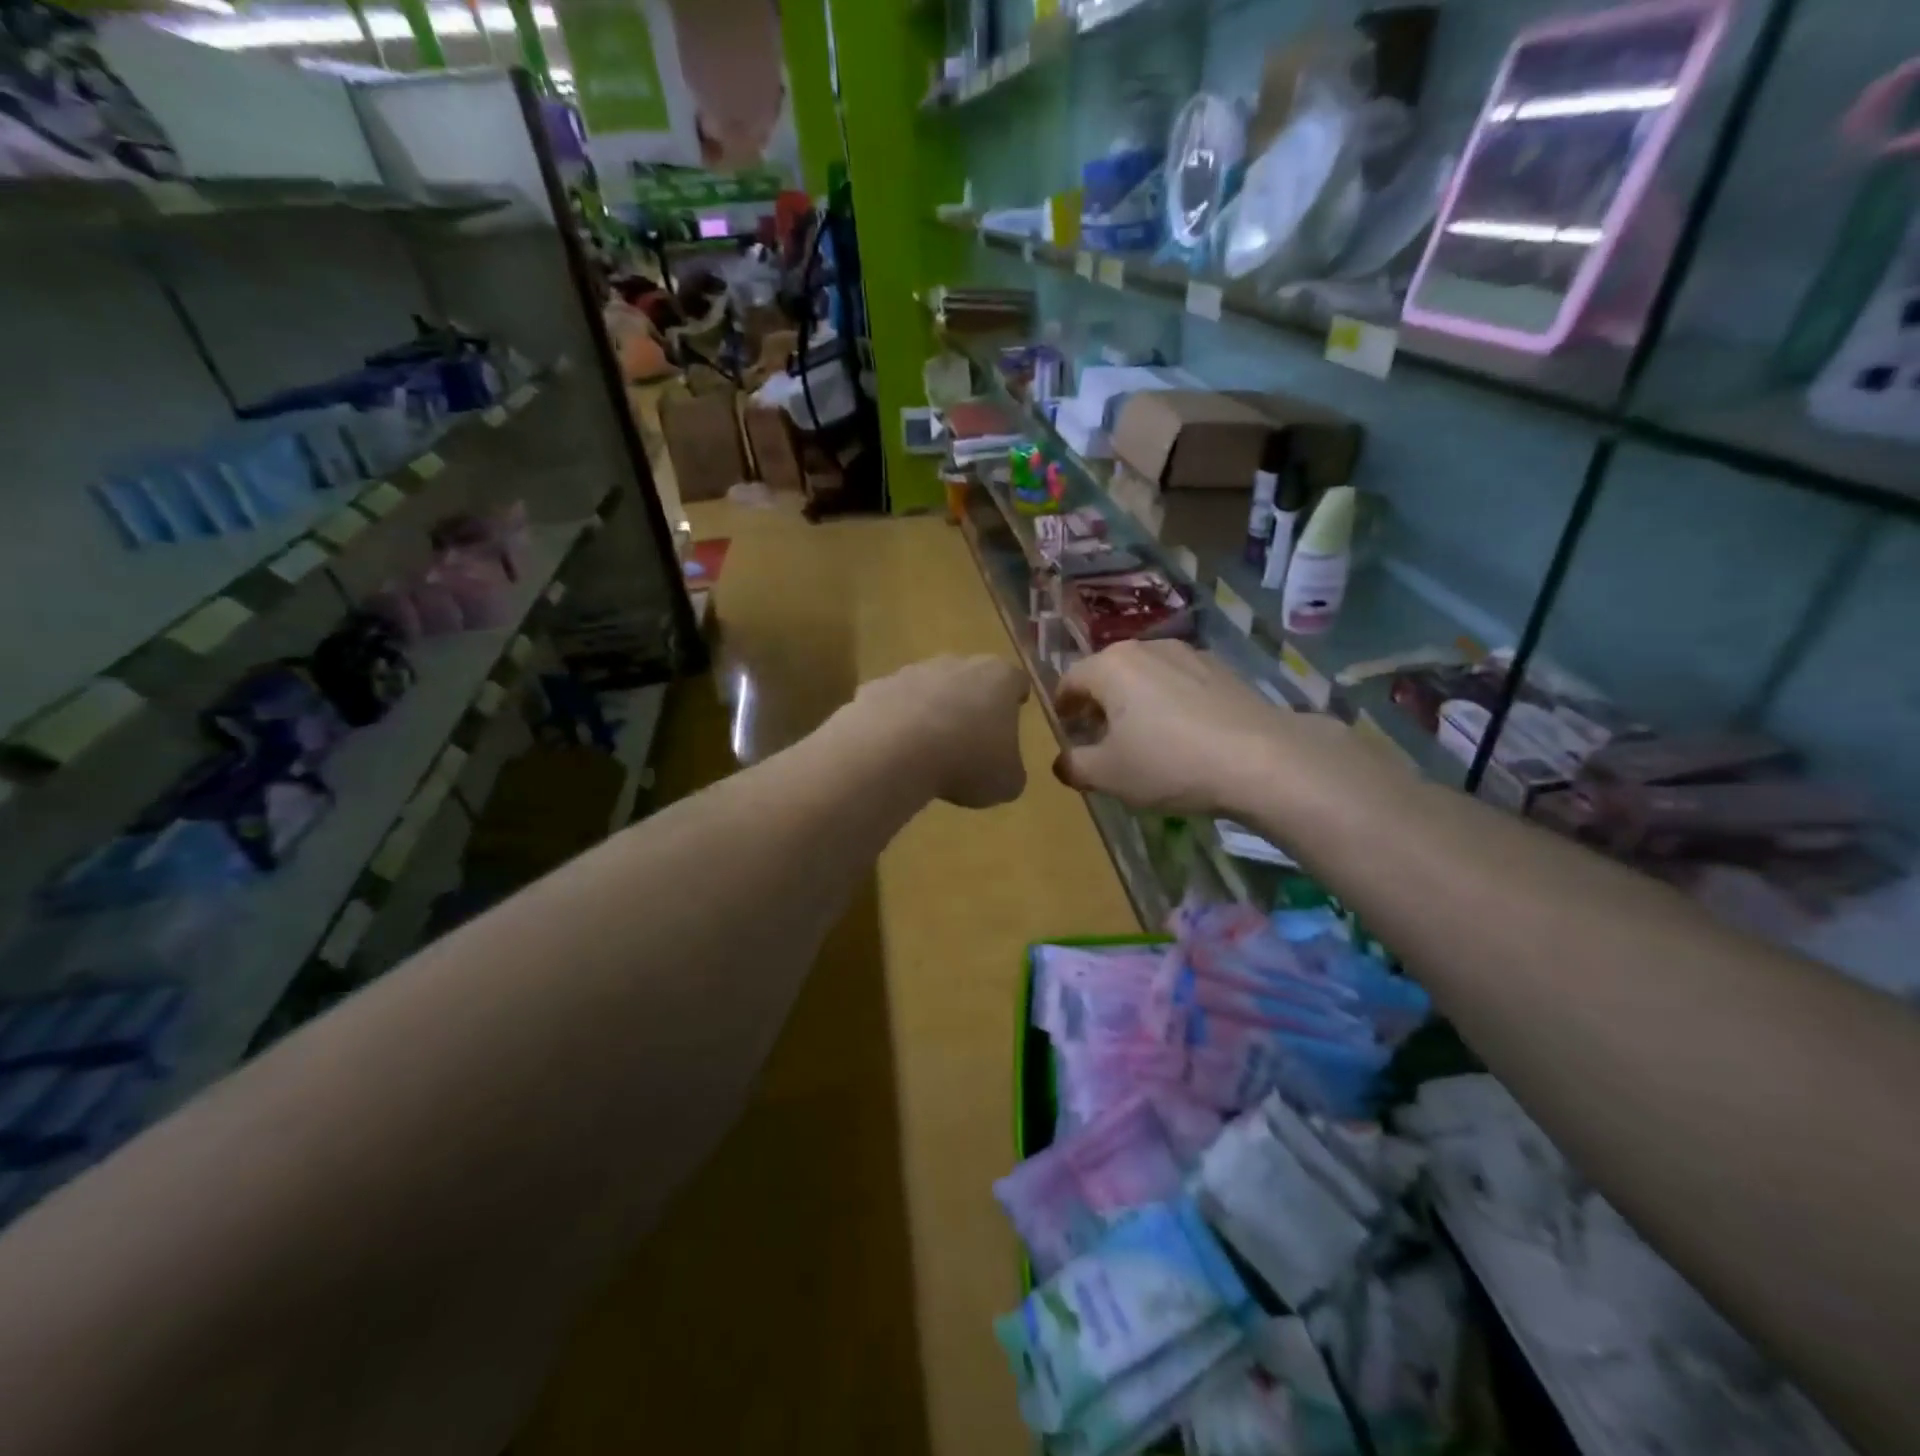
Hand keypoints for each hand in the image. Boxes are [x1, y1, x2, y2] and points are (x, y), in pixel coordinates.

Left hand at [845, 655, 1030, 808]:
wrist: (894, 751)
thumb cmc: (966, 762)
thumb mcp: (1006, 782)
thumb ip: (1010, 770)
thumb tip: (1004, 770)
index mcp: (999, 679)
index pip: (1016, 680)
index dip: (1016, 697)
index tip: (1014, 712)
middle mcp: (957, 664)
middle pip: (970, 677)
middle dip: (971, 701)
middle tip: (971, 735)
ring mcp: (913, 671)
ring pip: (929, 687)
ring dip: (931, 710)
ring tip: (929, 747)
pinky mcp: (877, 686)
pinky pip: (893, 704)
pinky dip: (896, 722)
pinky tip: (894, 750)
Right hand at [1053, 639, 1372, 816]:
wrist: (1262, 760)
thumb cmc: (1169, 763)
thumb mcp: (1108, 775)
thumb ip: (1075, 766)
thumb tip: (1062, 762)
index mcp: (1111, 666)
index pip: (1070, 679)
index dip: (1062, 706)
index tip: (1065, 729)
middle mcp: (1146, 648)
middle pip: (1108, 673)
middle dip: (1098, 703)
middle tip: (1099, 736)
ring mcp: (1189, 654)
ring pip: (1145, 675)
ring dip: (1134, 701)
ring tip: (1142, 735)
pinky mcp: (1222, 669)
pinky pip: (1179, 682)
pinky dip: (1169, 702)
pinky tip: (1182, 733)